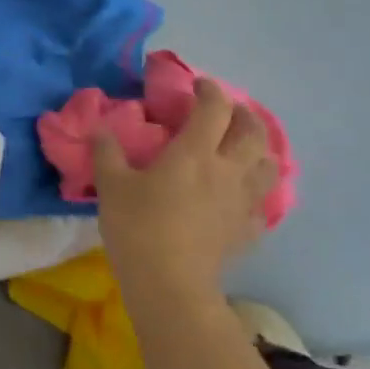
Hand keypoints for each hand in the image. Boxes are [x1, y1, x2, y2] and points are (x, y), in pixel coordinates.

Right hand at [92, 76, 278, 298]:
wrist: (169, 283)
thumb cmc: (137, 226)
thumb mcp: (111, 185)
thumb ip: (107, 152)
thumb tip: (100, 127)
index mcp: (194, 152)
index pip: (214, 108)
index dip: (209, 90)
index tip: (197, 85)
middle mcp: (227, 170)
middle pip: (252, 131)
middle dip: (243, 113)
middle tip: (226, 111)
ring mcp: (242, 201)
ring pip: (268, 165)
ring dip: (259, 149)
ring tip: (243, 148)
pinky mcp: (247, 230)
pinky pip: (262, 203)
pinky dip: (255, 191)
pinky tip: (241, 196)